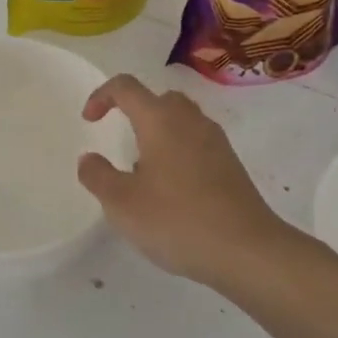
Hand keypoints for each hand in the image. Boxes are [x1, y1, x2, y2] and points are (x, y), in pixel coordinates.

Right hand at [76, 74, 299, 285]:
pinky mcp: (231, 165)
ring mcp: (216, 142)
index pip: (126, 87)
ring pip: (181, 121)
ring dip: (158, 134)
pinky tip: (171, 191)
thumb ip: (97, 176)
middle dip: (135, 112)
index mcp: (160, 120)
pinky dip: (178, 153)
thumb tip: (90, 159)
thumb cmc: (177, 220)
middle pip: (159, 99)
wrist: (247, 250)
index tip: (89, 121)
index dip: (102, 96)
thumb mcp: (122, 203)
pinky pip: (197, 144)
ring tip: (143, 171)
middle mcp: (190, 121)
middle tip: (120, 141)